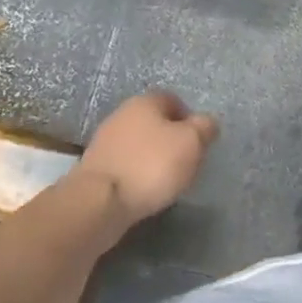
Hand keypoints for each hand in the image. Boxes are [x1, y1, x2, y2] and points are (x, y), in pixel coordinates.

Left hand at [77, 90, 219, 225]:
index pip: (173, 100)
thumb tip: (207, 122)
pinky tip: (143, 191)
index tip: (198, 143)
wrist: (99, 202)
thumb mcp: (191, 143)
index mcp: (145, 101)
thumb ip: (204, 128)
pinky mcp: (95, 167)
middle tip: (185, 162)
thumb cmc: (151, 165)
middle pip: (154, 122)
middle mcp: (122, 114)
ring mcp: (104, 141)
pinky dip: (136, 174)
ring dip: (152, 158)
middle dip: (171, 140)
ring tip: (165, 181)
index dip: (189, 119)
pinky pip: (125, 164)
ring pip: (138, 144)